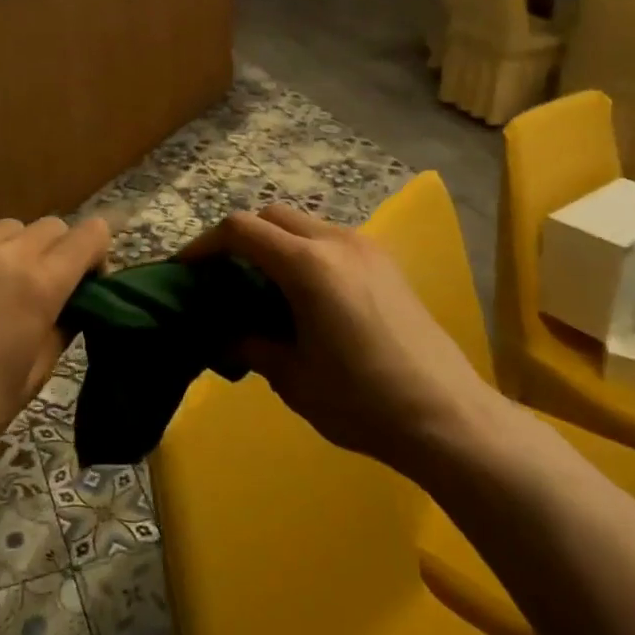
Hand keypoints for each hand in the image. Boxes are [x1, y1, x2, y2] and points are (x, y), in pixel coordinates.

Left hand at [0, 216, 110, 472]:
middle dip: (58, 252)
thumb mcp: (36, 374)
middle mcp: (1, 252)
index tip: (88, 281)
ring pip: (7, 227)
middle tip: (43, 289)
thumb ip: (62, 325)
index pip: (90, 235)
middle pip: (51, 226)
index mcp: (37, 283)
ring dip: (15, 249)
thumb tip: (71, 303)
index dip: (98, 253)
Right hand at [182, 205, 505, 474]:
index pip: (241, 230)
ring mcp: (366, 248)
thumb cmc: (363, 402)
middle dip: (240, 238)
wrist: (449, 418)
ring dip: (275, 244)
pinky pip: (330, 240)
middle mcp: (336, 242)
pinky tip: (305, 296)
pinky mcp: (386, 263)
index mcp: (309, 265)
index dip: (205, 244)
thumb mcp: (294, 379)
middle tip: (223, 277)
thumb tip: (225, 335)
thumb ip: (251, 346)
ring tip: (263, 288)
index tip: (186, 269)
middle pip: (272, 216)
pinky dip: (304, 252)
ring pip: (303, 225)